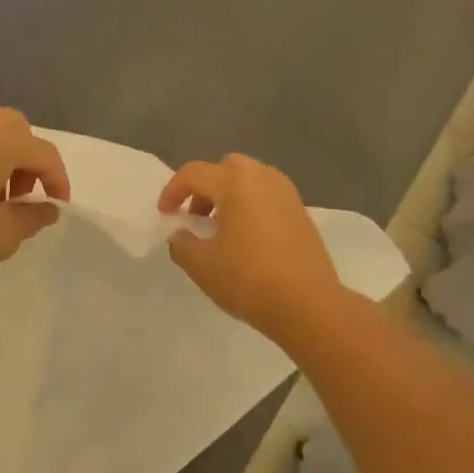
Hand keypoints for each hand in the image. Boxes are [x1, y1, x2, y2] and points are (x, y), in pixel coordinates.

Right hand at [158, 154, 342, 340]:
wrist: (309, 305)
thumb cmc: (249, 280)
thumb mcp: (202, 266)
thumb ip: (182, 244)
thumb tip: (181, 234)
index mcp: (236, 183)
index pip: (194, 173)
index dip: (172, 191)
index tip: (165, 215)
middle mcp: (263, 178)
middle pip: (226, 167)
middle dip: (205, 187)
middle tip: (195, 216)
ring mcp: (287, 194)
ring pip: (250, 179)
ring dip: (229, 195)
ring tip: (220, 228)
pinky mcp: (302, 212)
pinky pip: (268, 196)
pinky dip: (250, 205)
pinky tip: (246, 238)